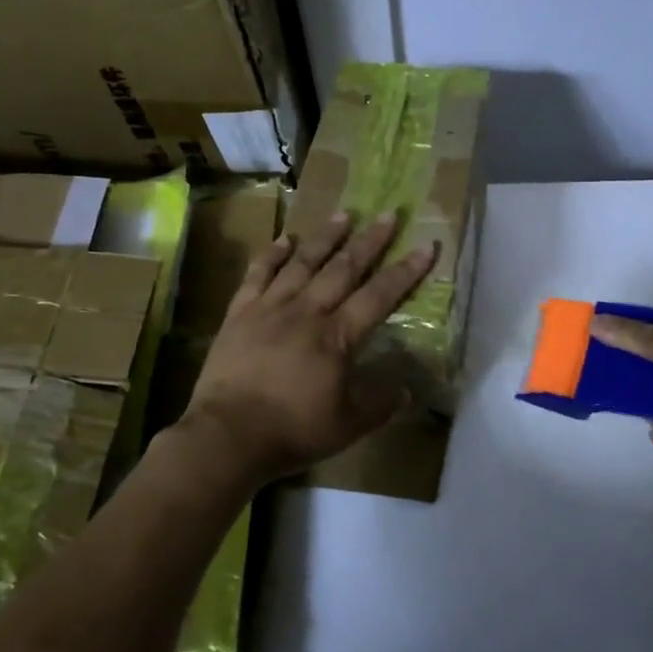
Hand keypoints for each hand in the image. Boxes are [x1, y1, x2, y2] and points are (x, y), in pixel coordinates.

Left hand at [181, 210, 438, 483]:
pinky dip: (271, 255)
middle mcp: (307, 312)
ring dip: (325, 237)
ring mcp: (270, 309)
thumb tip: (407, 388)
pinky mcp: (240, 314)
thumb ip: (381, 403)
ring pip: (302, 263)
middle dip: (369, 241)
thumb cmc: (292, 431)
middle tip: (387, 214)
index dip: (405, 271)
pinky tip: (284, 239)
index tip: (425, 246)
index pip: (379, 296)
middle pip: (343, 268)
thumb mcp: (349, 426)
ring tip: (342, 214)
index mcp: (337, 337)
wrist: (227, 436)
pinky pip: (257, 275)